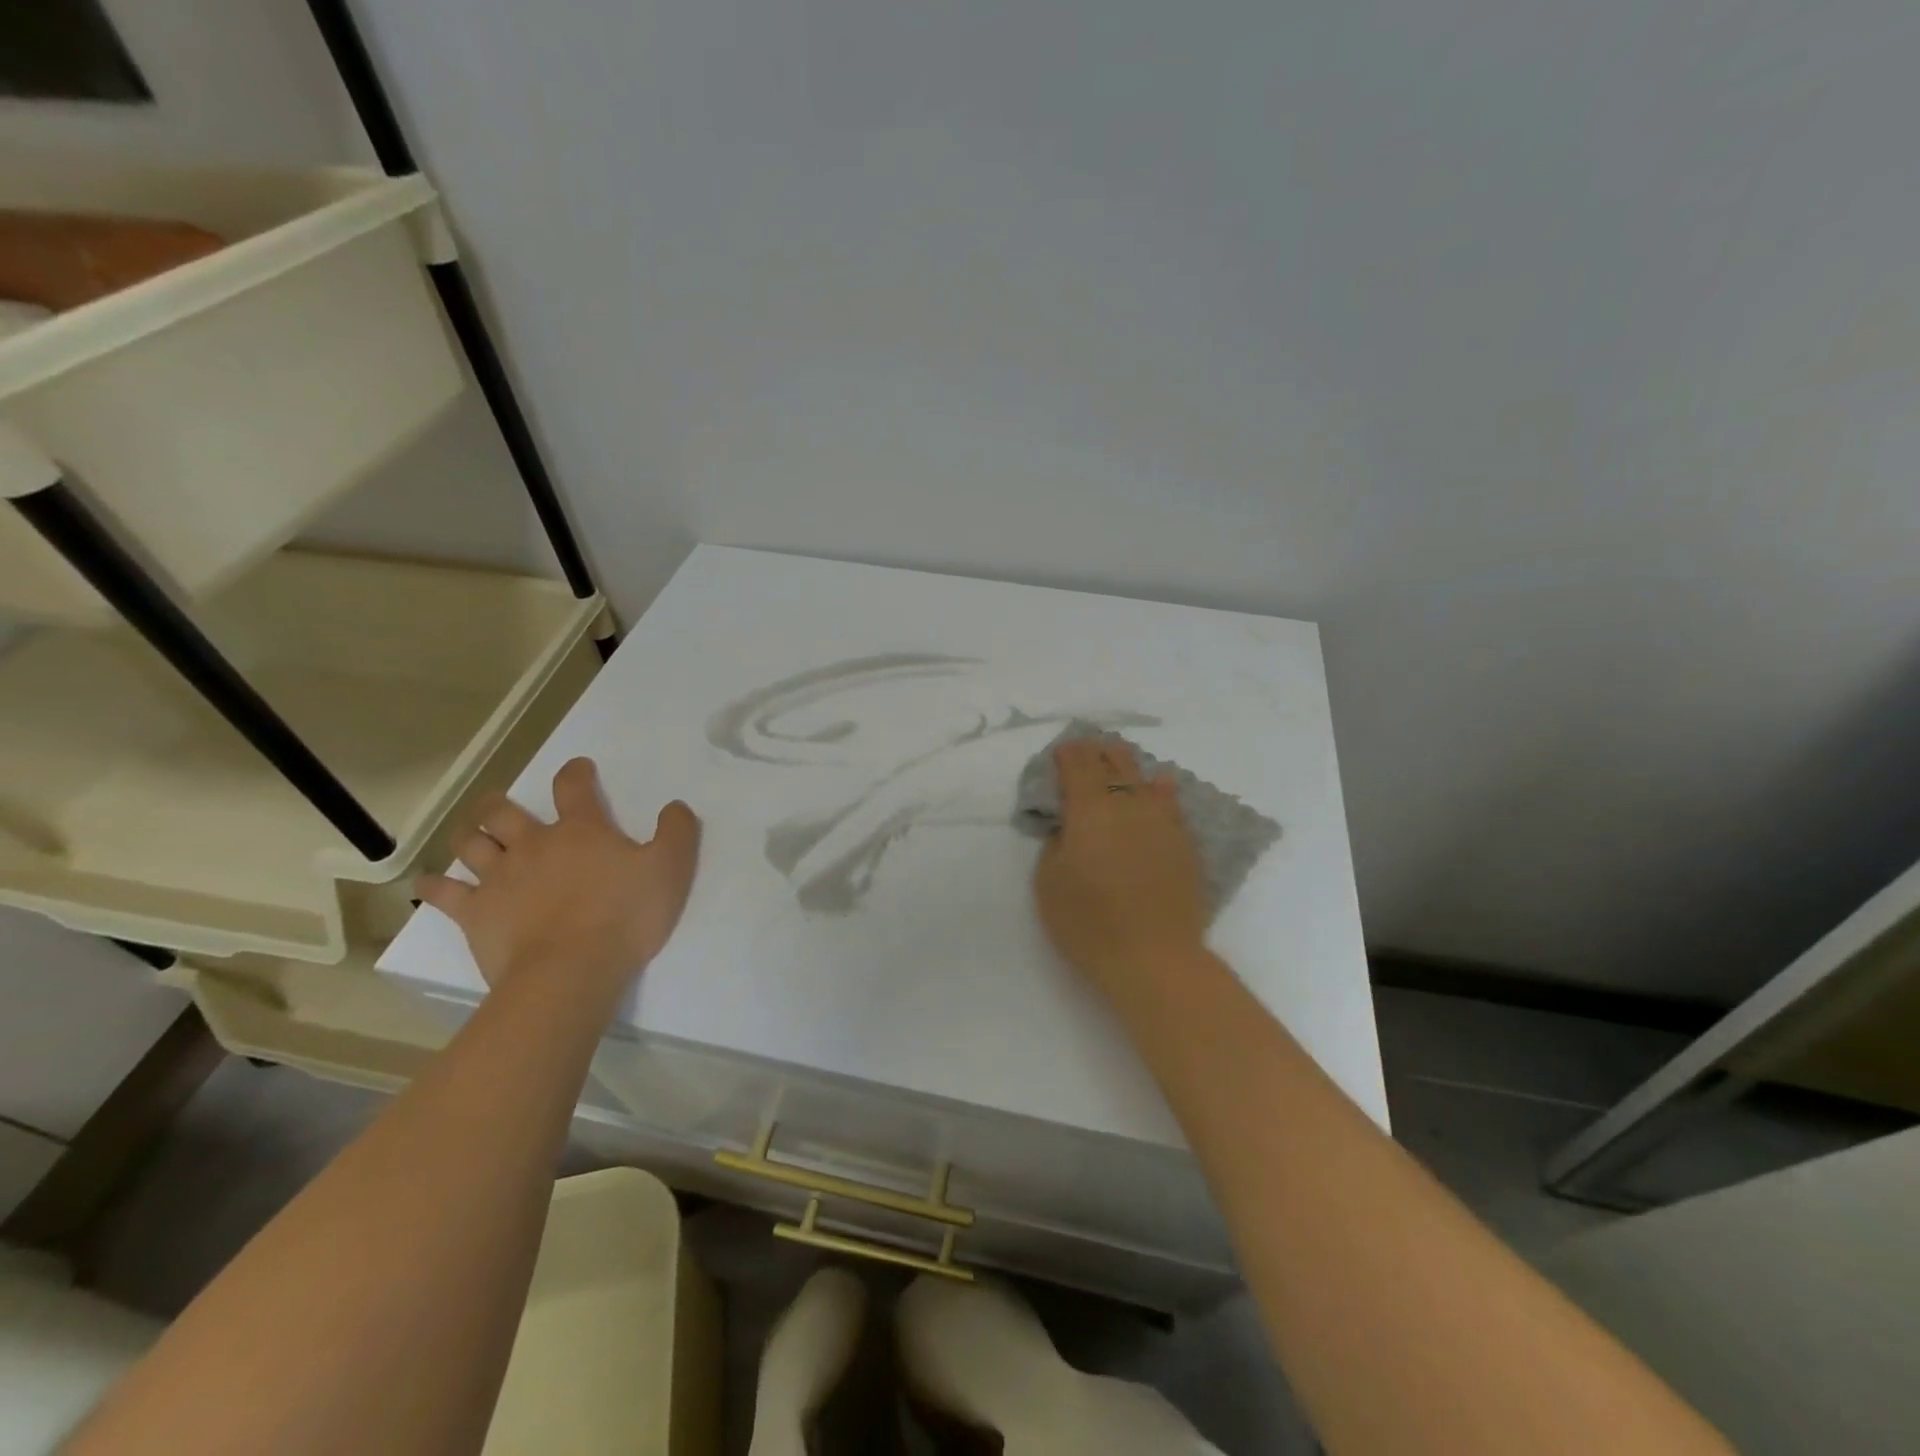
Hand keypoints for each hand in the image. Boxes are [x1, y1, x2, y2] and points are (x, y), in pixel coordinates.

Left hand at [416, 757, 699, 995]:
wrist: (572, 970)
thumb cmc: (626, 915)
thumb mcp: (671, 869)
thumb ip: (677, 832)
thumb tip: (675, 806)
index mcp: (581, 831)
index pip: (573, 788)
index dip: (576, 773)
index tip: (579, 768)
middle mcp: (534, 845)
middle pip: (504, 812)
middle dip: (501, 803)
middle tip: (502, 804)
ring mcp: (499, 878)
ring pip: (471, 843)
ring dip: (469, 834)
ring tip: (471, 834)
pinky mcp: (475, 913)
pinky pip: (444, 893)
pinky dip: (433, 885)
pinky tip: (426, 883)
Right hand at [1033, 739, 1208, 1000]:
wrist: (1153, 957)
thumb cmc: (1089, 923)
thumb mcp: (1048, 882)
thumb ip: (1055, 842)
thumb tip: (1069, 825)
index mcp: (1090, 809)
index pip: (1078, 765)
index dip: (1067, 754)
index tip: (1060, 752)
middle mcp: (1128, 804)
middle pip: (1113, 762)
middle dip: (1096, 752)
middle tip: (1086, 751)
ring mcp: (1161, 821)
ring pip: (1144, 777)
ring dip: (1127, 766)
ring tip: (1118, 762)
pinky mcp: (1183, 841)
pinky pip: (1170, 802)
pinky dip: (1159, 789)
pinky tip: (1158, 786)